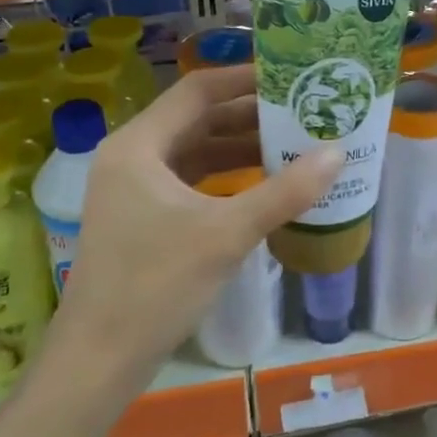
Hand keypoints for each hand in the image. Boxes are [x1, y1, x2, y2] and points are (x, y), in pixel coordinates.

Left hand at [42, 65, 340, 396]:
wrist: (99, 361)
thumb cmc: (155, 286)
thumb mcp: (225, 235)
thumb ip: (284, 193)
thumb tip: (337, 154)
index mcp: (138, 146)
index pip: (196, 91)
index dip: (242, 78)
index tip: (288, 75)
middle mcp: (132, 157)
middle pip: (197, 119)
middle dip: (249, 115)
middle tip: (301, 109)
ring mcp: (134, 189)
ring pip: (195, 151)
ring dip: (240, 147)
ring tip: (294, 142)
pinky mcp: (143, 217)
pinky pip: (191, 180)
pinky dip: (226, 176)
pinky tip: (264, 183)